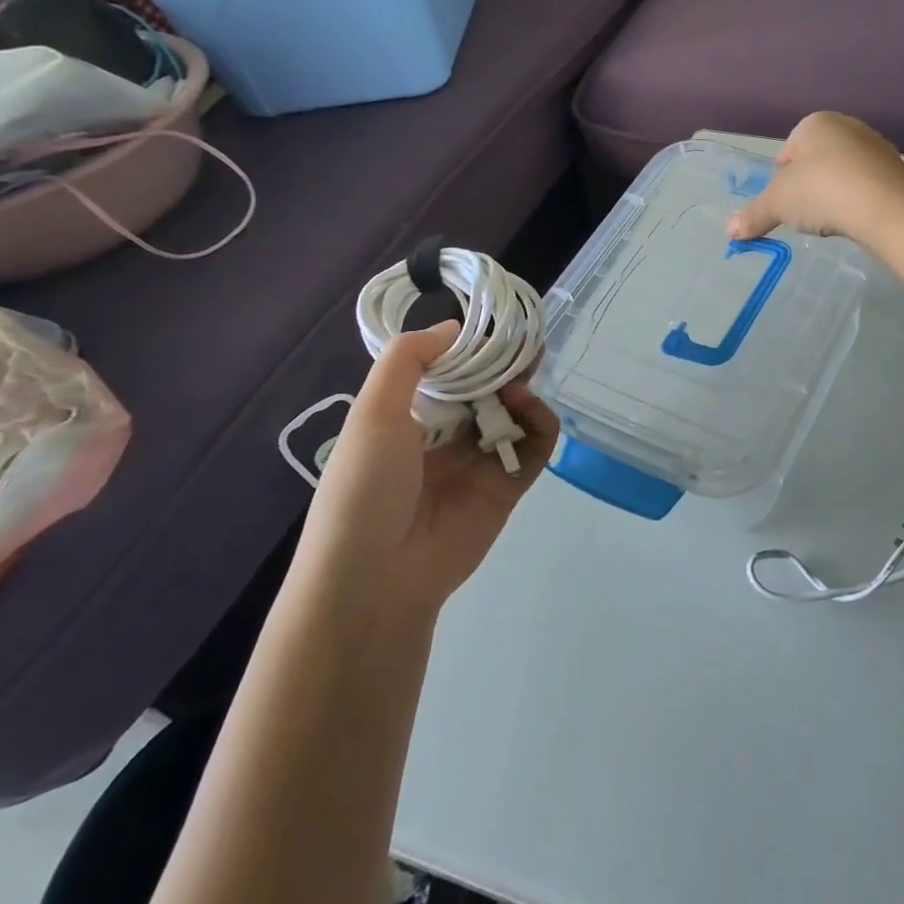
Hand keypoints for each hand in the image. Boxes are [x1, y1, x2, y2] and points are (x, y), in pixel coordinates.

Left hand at [304, 321, 559, 611]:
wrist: (375, 578)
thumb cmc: (364, 487)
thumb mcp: (372, 412)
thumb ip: (408, 360)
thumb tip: (454, 328)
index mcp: (409, 417)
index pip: (448, 371)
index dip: (472, 347)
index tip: (493, 326)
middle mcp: (446, 436)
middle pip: (487, 388)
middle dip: (506, 364)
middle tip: (526, 342)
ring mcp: (480, 461)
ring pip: (514, 413)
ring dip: (522, 389)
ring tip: (521, 379)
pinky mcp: (508, 486)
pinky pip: (534, 446)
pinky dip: (540, 421)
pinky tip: (528, 407)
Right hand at [727, 112, 903, 244]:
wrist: (886, 206)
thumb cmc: (821, 190)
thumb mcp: (777, 204)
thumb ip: (753, 215)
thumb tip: (729, 231)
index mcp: (815, 123)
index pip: (787, 152)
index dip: (780, 181)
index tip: (782, 205)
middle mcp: (848, 127)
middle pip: (816, 163)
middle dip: (808, 188)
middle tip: (805, 215)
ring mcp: (876, 148)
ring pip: (842, 175)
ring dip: (833, 196)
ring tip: (831, 221)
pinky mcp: (896, 172)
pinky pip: (866, 188)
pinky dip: (857, 204)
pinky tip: (854, 221)